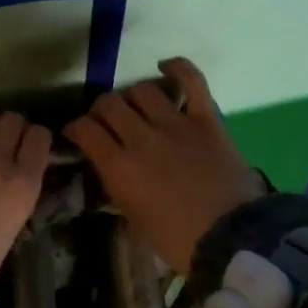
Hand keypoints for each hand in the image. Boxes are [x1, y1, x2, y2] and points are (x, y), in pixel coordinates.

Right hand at [64, 57, 262, 275]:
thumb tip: (112, 171)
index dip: (75, 128)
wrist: (232, 239)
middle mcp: (141, 138)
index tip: (76, 134)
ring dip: (133, 96)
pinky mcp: (206, 120)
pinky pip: (192, 81)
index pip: (84, 130)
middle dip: (101, 110)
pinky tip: (165, 66)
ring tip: (136, 107)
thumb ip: (119, 188)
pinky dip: (178, 68)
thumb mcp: (135, 219)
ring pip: (142, 90)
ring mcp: (175, 124)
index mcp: (119, 168)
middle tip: (106, 122)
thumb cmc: (178, 241)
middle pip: (109, 104)